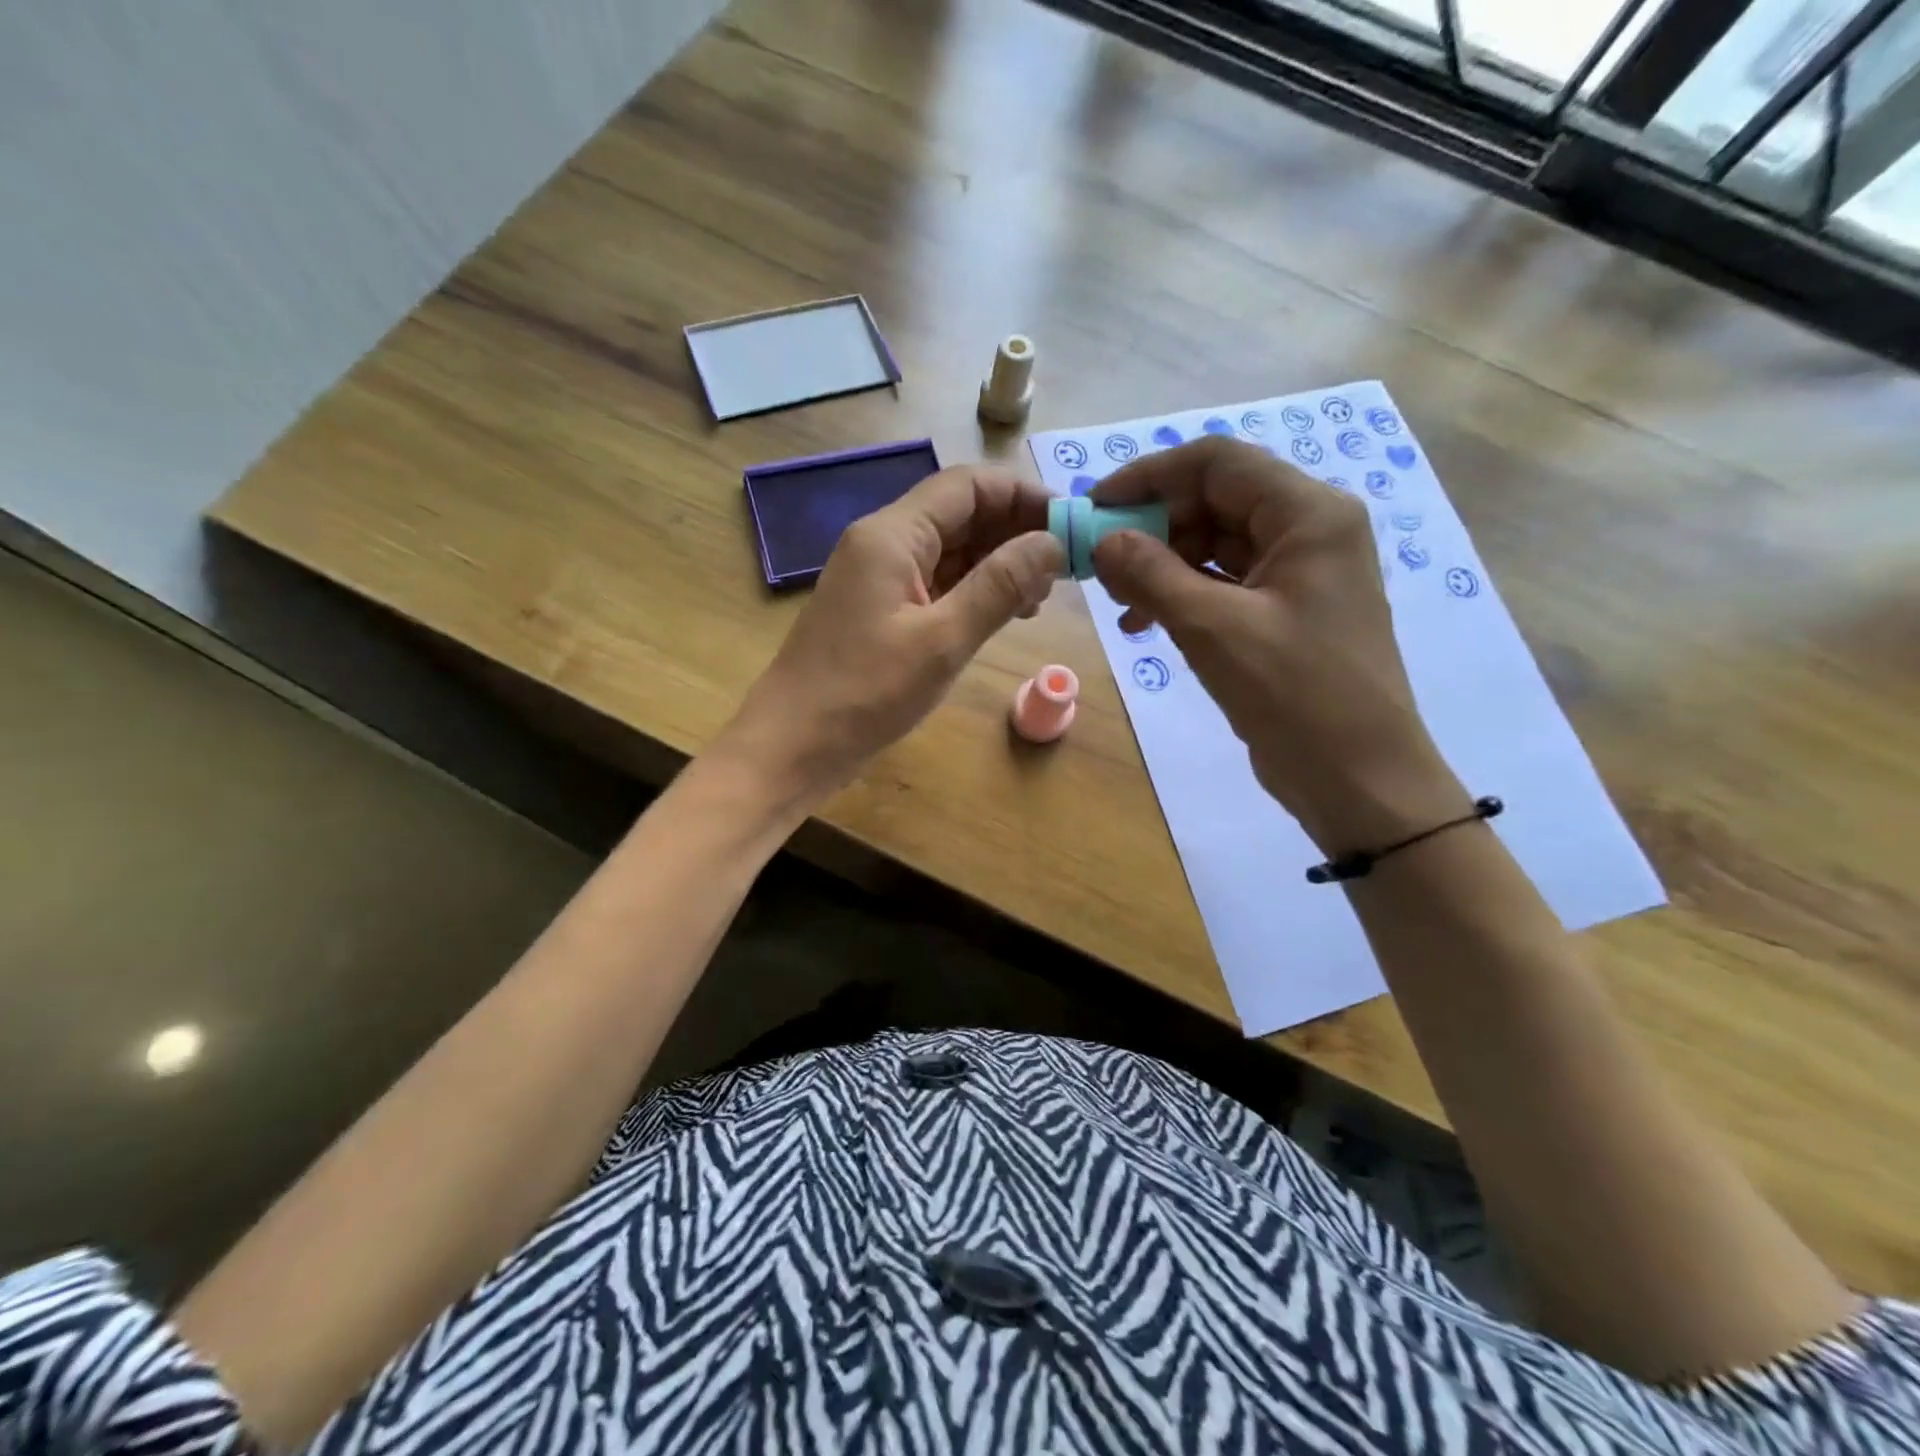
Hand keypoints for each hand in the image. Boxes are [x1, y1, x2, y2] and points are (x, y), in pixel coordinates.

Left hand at [718, 464, 1064, 805]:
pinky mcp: (880, 610)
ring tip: (1041, 597)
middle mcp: (884, 542)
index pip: (968, 486)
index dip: (1024, 496)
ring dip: (998, 564)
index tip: (1071, 525)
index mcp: (892, 534)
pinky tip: (1005, 614)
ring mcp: (880, 577)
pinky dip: (973, 591)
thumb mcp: (943, 640)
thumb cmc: (865, 693)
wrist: (793, 746)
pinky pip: (936, 583)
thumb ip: (1000, 585)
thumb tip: (1052, 543)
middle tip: (1064, 569)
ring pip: (951, 550)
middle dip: (1015, 532)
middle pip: (960, 514)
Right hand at [1091, 436, 1468, 851]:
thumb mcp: (1213, 629)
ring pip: (1215, 544)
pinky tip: (1144, 623)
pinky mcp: (1285, 611)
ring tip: (1119, 601)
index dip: (1149, 476)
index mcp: (1308, 514)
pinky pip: (1224, 583)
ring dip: (1162, 565)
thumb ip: (1151, 574)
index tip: (1094, 507)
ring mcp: (1299, 572)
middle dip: (1152, 527)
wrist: (1358, 778)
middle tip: (1100, 563)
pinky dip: (1182, 595)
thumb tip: (1102, 540)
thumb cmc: (1295, 695)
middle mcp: (1309, 529)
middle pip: (1215, 500)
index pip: (1217, 462)